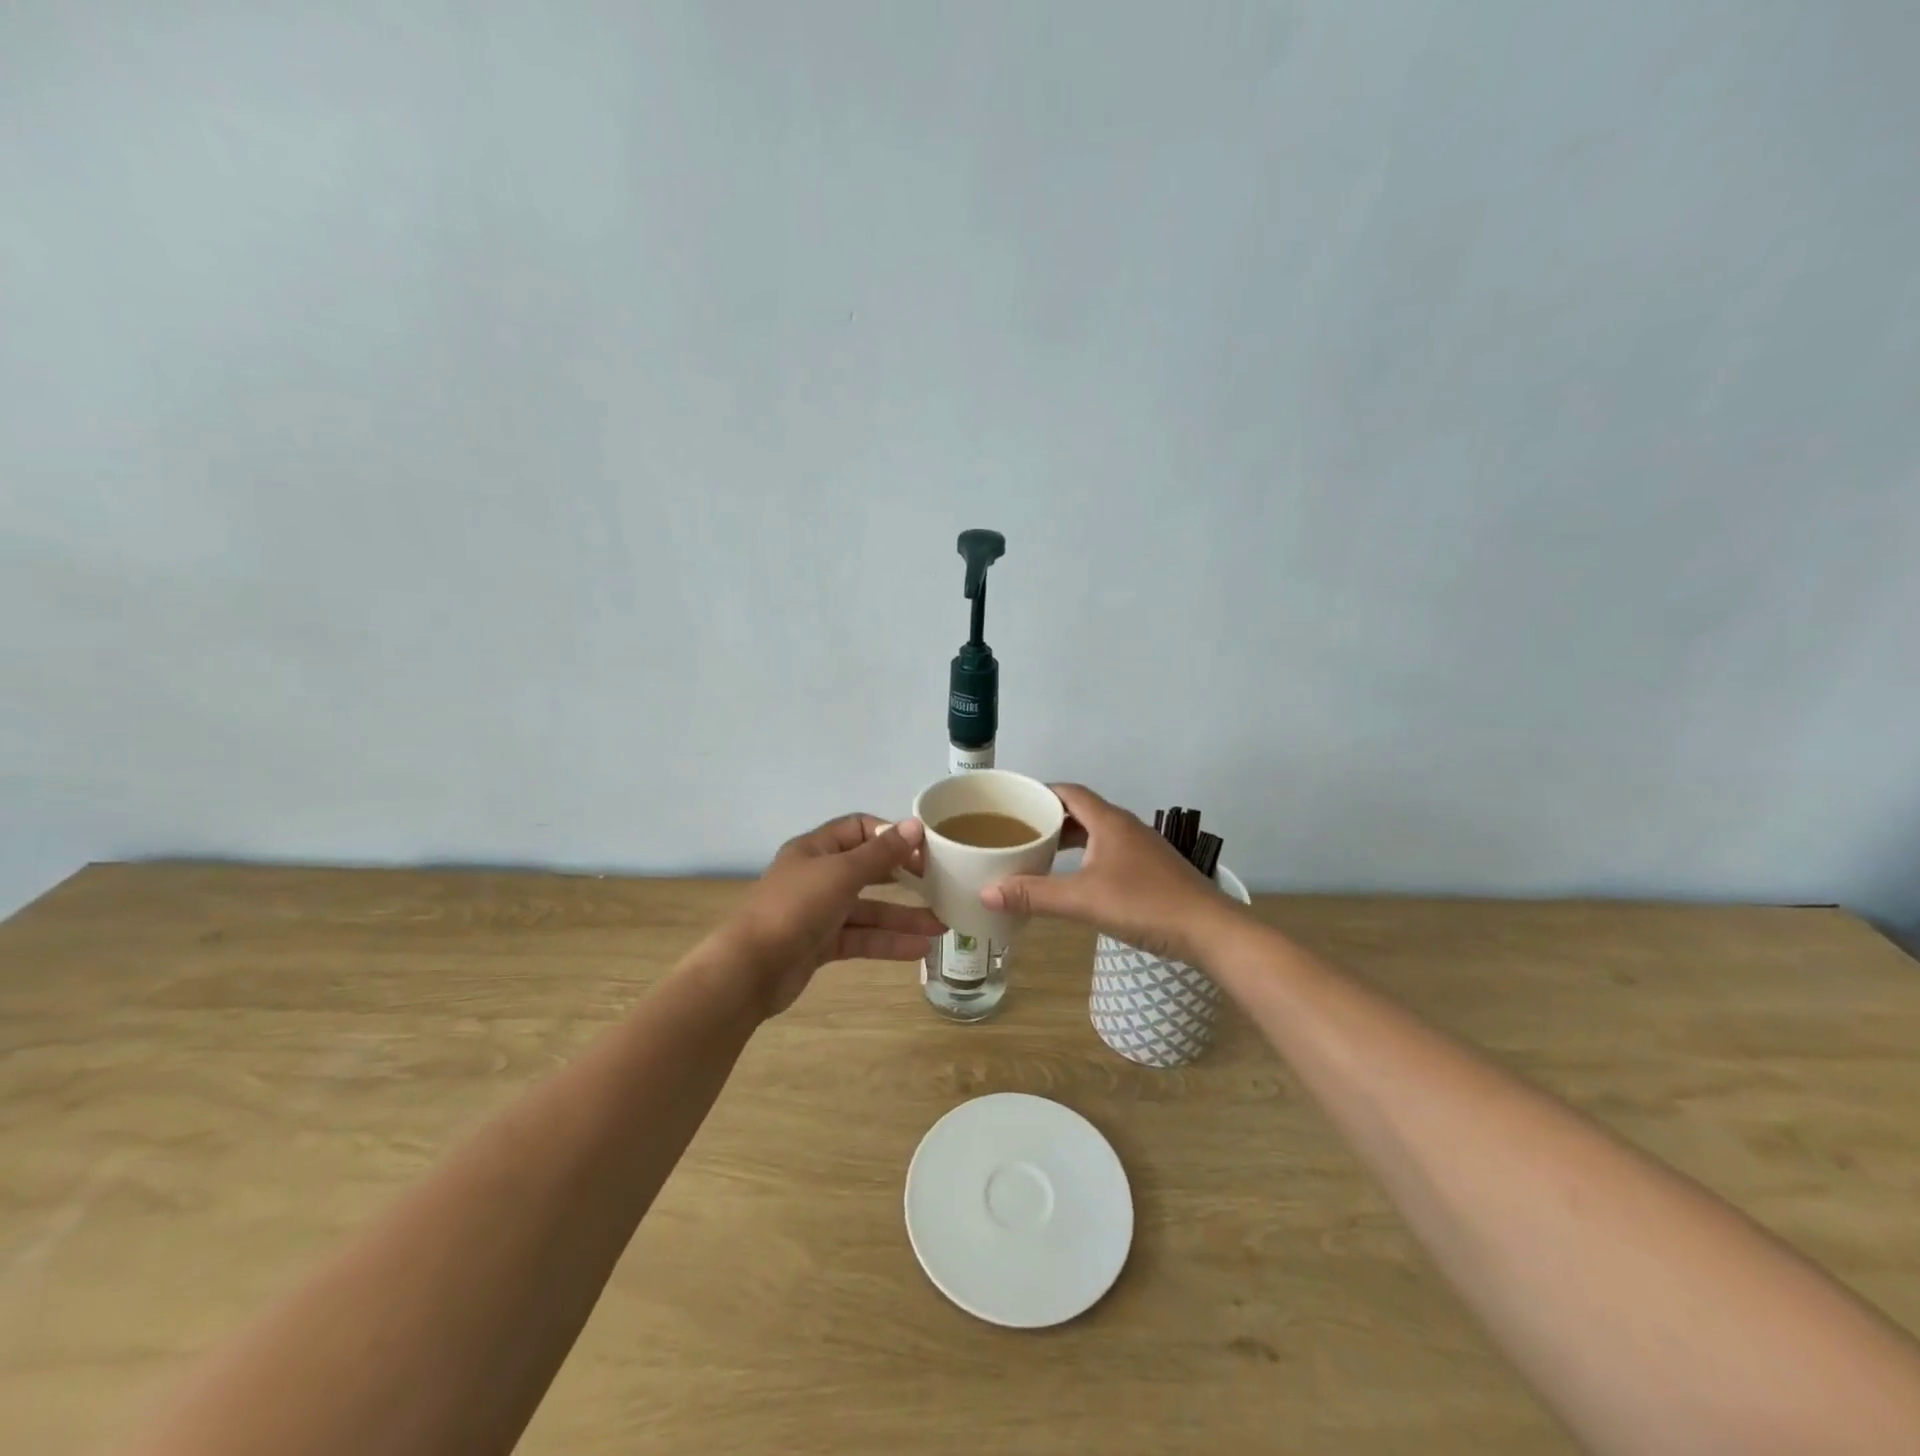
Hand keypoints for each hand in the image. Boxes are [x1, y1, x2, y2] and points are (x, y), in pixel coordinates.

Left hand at [719, 814, 944, 1015]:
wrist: (750, 969)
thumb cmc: (795, 908)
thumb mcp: (841, 874)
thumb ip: (881, 853)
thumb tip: (915, 825)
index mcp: (815, 849)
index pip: (859, 829)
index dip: (891, 835)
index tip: (924, 849)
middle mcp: (818, 876)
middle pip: (868, 870)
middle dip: (903, 878)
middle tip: (939, 884)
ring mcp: (819, 912)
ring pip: (868, 909)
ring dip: (902, 917)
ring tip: (940, 926)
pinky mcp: (821, 945)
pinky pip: (861, 938)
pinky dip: (887, 942)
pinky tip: (919, 949)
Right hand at [980, 784, 1241, 964]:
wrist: (1209, 930)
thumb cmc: (1145, 905)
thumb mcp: (1083, 900)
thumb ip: (1034, 896)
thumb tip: (985, 892)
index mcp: (1109, 821)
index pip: (1068, 791)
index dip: (1039, 792)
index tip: (1011, 803)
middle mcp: (1126, 826)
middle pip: (1081, 810)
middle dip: (1049, 818)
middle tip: (1018, 832)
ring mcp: (1142, 848)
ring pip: (1096, 832)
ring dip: (1068, 839)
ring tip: (1040, 854)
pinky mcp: (1152, 869)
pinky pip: (1109, 851)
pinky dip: (1086, 856)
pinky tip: (1077, 879)